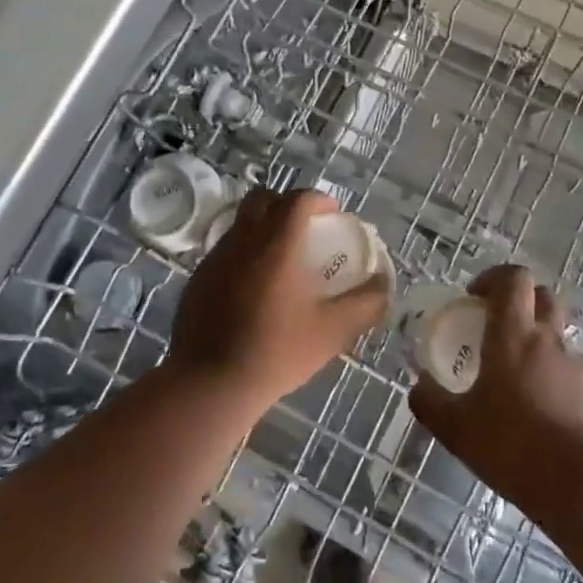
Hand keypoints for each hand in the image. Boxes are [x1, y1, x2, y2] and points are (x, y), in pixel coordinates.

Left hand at [168, 188, 390, 411]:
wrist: (211, 384)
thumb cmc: (277, 352)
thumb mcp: (333, 331)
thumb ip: (365, 303)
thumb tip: (383, 284)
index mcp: (276, 244)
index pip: (298, 200)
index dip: (319, 199)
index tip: (334, 215)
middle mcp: (243, 241)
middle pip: (263, 198)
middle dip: (287, 204)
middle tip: (305, 228)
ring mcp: (215, 258)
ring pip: (241, 224)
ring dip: (264, 228)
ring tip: (282, 259)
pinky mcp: (198, 279)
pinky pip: (225, 251)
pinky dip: (245, 254)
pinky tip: (255, 288)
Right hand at [408, 264, 582, 516]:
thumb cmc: (513, 446)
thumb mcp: (456, 428)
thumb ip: (430, 401)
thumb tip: (417, 384)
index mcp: (513, 334)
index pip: (514, 278)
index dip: (494, 277)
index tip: (474, 297)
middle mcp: (549, 340)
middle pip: (543, 295)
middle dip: (520, 300)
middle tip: (495, 326)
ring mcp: (577, 367)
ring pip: (558, 334)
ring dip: (538, 341)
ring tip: (515, 376)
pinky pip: (571, 371)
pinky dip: (554, 376)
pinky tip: (539, 410)